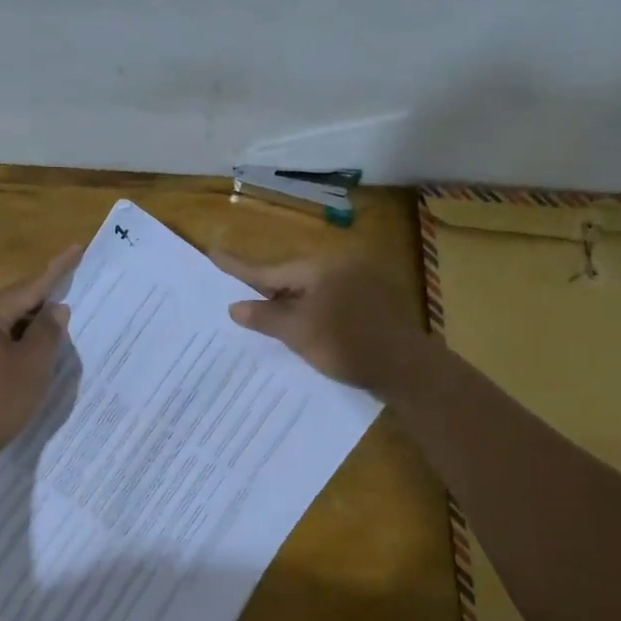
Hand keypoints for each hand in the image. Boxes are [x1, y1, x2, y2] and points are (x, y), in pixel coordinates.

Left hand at [0, 246, 80, 482]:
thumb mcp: (32, 366)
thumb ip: (47, 333)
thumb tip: (56, 309)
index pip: (28, 287)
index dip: (56, 270)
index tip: (76, 249)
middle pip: (14, 303)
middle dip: (44, 298)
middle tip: (74, 286)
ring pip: (6, 324)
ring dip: (33, 323)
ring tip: (62, 320)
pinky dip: (20, 342)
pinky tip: (37, 350)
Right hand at [212, 251, 429, 394]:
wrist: (406, 367)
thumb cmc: (347, 345)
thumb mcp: (299, 333)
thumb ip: (265, 317)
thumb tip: (235, 306)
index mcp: (321, 267)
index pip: (270, 269)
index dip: (239, 268)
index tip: (213, 253)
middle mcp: (341, 264)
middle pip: (292, 276)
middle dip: (266, 290)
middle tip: (240, 296)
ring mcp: (361, 280)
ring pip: (312, 289)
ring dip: (290, 303)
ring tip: (267, 317)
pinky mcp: (373, 299)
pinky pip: (330, 298)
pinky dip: (312, 310)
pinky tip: (305, 326)